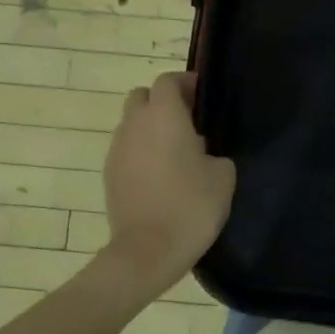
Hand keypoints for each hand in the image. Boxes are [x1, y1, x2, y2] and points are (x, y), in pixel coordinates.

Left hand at [99, 72, 235, 294]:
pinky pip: (127, 149)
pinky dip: (142, 151)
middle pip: (143, 97)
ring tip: (178, 151)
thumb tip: (204, 153)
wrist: (148, 252)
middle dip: (164, 102)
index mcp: (164, 116)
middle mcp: (134, 126)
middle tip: (190, 122)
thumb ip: (214, 151)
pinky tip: (163, 174)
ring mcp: (117, 151)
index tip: (205, 97)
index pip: (168, 81)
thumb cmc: (191, 205)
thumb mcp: (223, 174)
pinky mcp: (110, 175)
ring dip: (152, 128)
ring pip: (132, 124)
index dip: (186, 84)